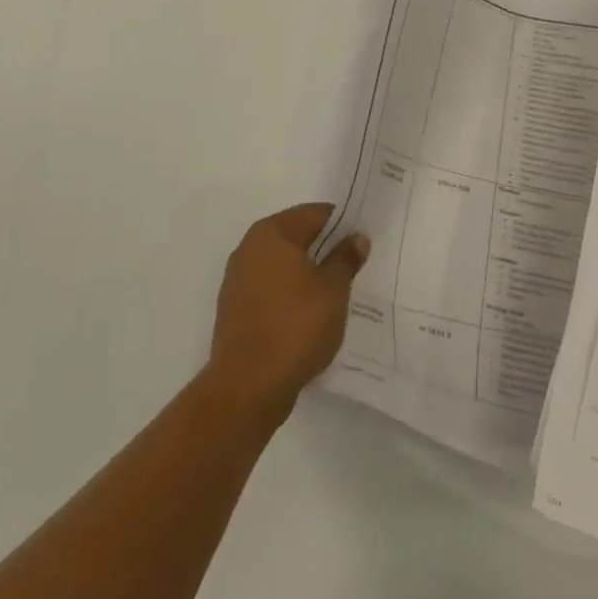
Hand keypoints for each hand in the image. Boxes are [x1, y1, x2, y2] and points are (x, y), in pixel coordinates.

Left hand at [206, 203, 368, 425]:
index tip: (362, 239)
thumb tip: (356, 237)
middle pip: (296, 236)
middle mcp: (250, 247)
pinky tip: (309, 313)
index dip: (342, 223)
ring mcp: (238, 278)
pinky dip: (290, 293)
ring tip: (335, 291)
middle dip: (324, 248)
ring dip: (306, 272)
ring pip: (282, 264)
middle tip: (354, 264)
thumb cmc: (296, 326)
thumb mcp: (333, 289)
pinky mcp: (235, 308)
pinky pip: (270, 288)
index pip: (315, 213)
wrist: (248, 385)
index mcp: (273, 233)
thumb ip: (345, 258)